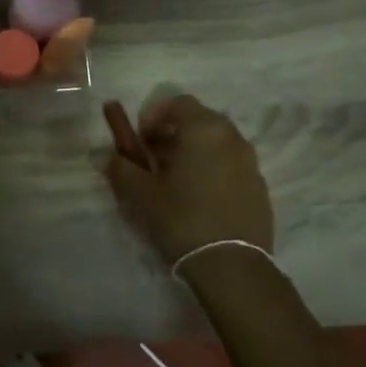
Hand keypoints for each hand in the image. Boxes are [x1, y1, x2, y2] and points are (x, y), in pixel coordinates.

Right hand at [102, 94, 273, 265]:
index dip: (154, 115)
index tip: (140, 138)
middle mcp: (231, 137)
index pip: (177, 102)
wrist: (231, 264)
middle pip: (199, 120)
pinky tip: (198, 198)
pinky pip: (230, 165)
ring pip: (216, 143)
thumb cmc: (181, 218)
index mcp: (203, 129)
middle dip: (172, 133)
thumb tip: (106, 157)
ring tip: (174, 180)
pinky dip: (211, 169)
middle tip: (153, 158)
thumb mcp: (141, 193)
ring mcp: (250, 162)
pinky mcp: (259, 186)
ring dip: (192, 151)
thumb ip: (121, 168)